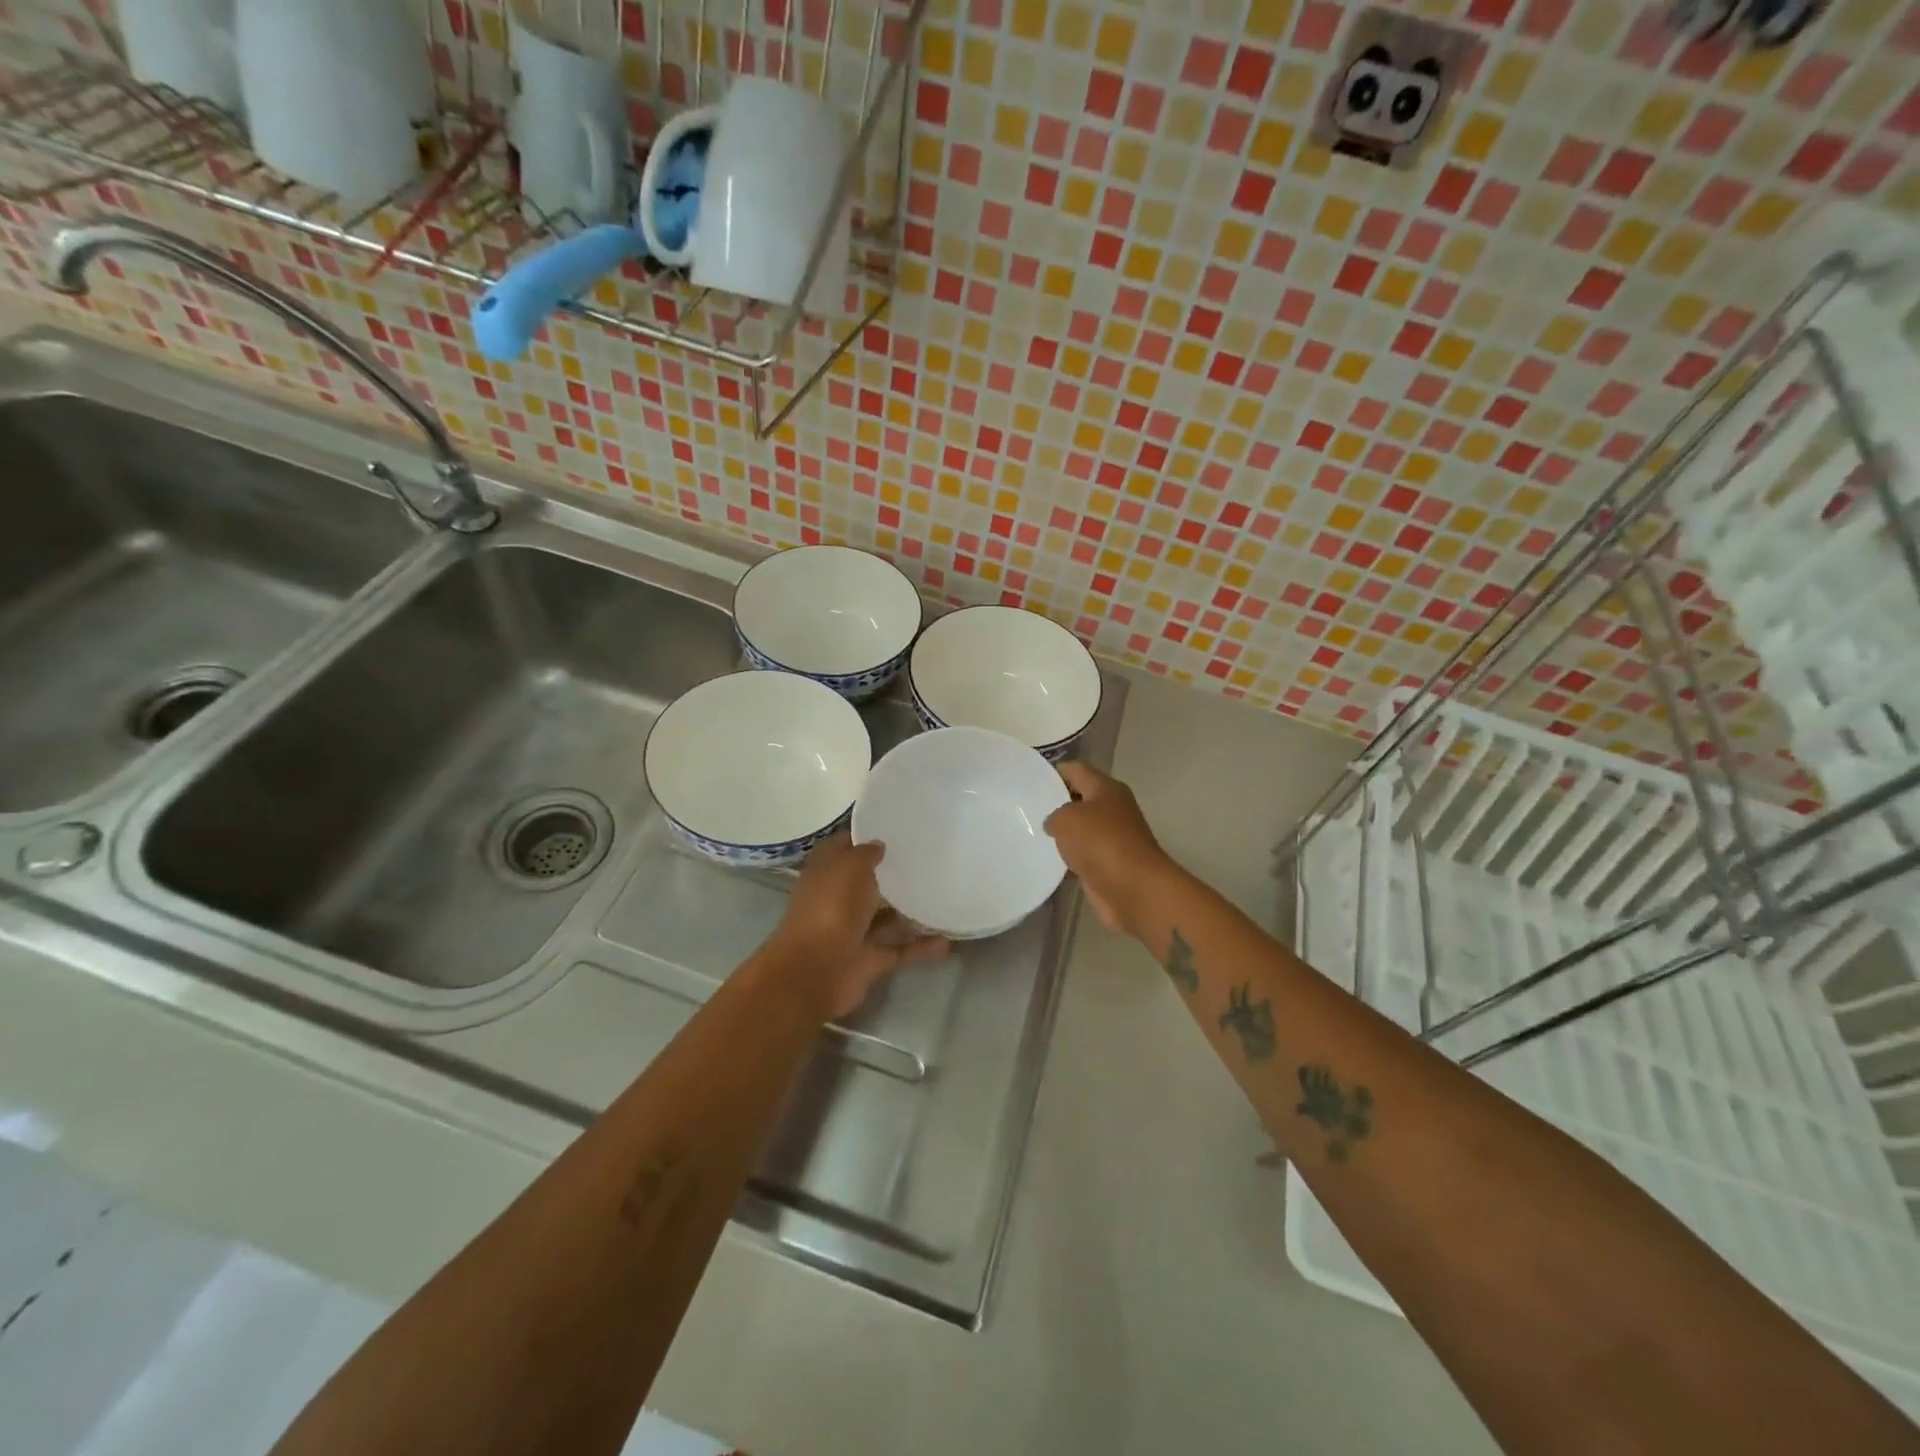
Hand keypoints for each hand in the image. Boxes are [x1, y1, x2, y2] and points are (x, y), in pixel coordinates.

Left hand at [768, 834, 948, 1018]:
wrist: (815, 973)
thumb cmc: (830, 909)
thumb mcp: (849, 867)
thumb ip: (865, 853)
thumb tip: (879, 845)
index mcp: (826, 873)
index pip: (844, 847)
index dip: (864, 836)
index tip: (895, 826)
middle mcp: (837, 900)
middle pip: (866, 882)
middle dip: (890, 872)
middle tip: (927, 858)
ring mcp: (853, 932)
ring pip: (885, 917)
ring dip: (909, 910)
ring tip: (942, 895)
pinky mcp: (869, 961)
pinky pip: (900, 950)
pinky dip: (921, 948)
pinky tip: (948, 940)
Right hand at [1045, 762, 1173, 936]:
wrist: (1133, 889)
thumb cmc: (1100, 843)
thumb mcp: (1066, 819)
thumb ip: (1054, 815)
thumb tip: (1054, 824)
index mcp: (1106, 789)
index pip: (1076, 770)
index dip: (1053, 772)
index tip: (1029, 781)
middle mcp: (1112, 809)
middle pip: (1079, 798)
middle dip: (1055, 803)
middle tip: (1025, 809)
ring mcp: (1113, 838)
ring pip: (1081, 829)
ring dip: (1062, 833)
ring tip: (1030, 834)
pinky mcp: (1109, 864)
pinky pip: (1084, 854)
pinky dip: (1069, 857)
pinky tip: (1046, 860)